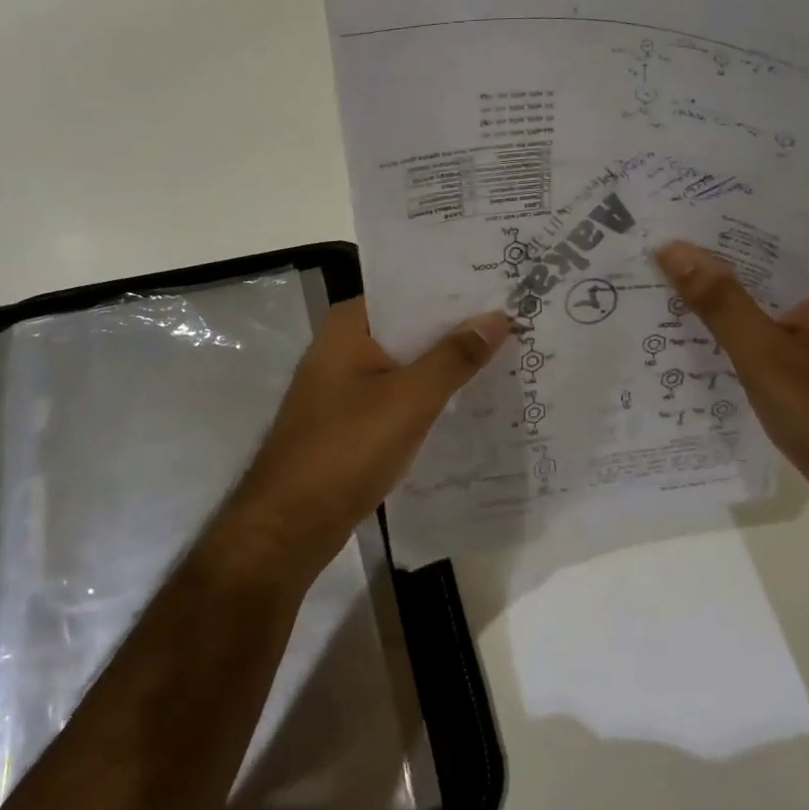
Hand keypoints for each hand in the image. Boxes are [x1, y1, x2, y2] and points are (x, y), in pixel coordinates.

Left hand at [219, 298, 508, 582]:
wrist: (292, 522)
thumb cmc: (348, 447)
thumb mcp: (410, 398)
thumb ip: (454, 357)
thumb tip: (497, 317)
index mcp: (348, 325)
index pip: (408, 291)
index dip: (453, 290)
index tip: (501, 287)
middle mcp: (342, 345)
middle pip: (409, 326)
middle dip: (456, 328)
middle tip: (516, 322)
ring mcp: (344, 384)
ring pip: (405, 362)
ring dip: (444, 363)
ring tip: (505, 355)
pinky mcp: (350, 418)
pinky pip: (397, 394)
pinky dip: (427, 394)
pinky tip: (468, 400)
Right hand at [653, 240, 808, 533]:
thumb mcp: (763, 355)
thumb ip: (718, 300)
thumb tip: (673, 246)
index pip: (774, 232)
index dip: (722, 226)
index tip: (671, 221)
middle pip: (768, 264)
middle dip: (715, 263)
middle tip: (654, 252)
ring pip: (767, 298)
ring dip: (723, 297)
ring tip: (662, 284)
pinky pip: (773, 325)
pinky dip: (739, 326)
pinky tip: (695, 331)